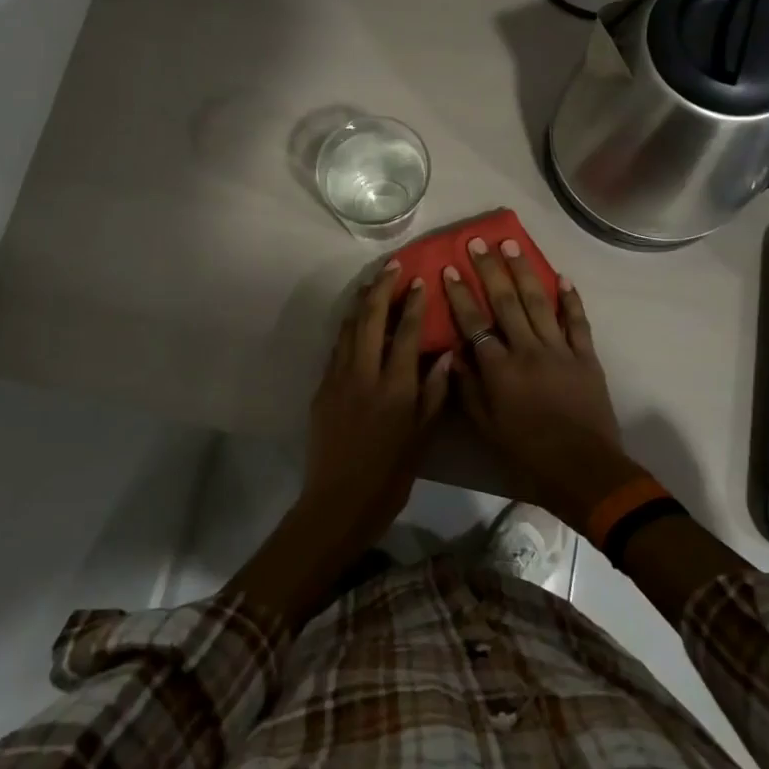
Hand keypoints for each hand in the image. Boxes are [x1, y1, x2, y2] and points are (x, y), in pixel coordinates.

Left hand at [302, 261, 452, 549]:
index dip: (413, 304)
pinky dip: (348, 328)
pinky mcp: (322, 388)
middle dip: (381, 288)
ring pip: (349, 328)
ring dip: (361, 302)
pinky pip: (337, 347)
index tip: (418, 280)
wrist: (338, 502)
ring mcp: (338, 379)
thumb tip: (446, 355)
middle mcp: (364, 375)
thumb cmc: (390, 475)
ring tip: (372, 283)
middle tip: (391, 266)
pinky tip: (355, 322)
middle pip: (370, 319)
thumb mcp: (422, 438)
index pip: (405, 333)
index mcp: (394, 388)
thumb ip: (434, 394)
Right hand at [442, 237, 640, 525]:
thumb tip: (454, 354)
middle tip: (478, 241)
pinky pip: (577, 322)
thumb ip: (468, 389)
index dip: (460, 294)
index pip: (474, 323)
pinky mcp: (586, 357)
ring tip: (512, 245)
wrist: (584, 470)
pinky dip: (570, 299)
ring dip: (525, 271)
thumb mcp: (486, 429)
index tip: (448, 268)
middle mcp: (528, 350)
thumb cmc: (528, 454)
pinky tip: (562, 277)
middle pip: (506, 301)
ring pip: (539, 302)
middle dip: (489, 269)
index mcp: (500, 369)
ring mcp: (560, 350)